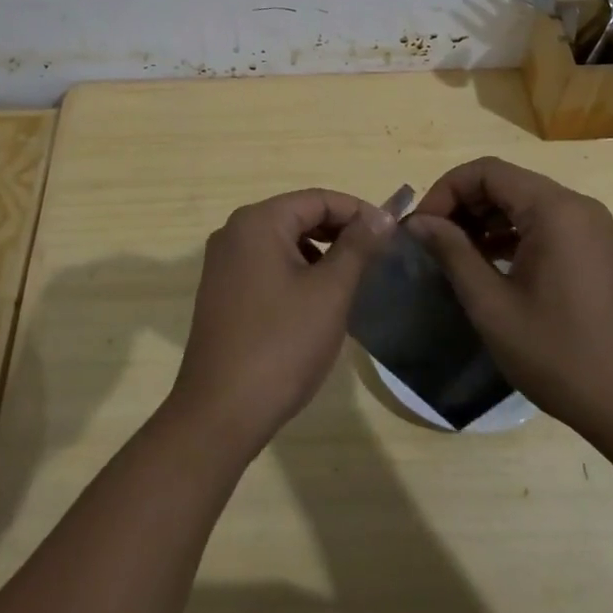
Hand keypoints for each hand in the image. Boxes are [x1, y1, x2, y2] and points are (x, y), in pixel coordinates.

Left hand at [166, 189, 394, 458]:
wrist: (220, 412)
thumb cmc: (282, 345)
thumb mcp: (329, 292)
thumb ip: (357, 247)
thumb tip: (381, 214)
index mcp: (257, 221)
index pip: (317, 199)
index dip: (358, 211)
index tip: (391, 234)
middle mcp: (234, 232)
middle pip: (298, 216)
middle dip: (339, 232)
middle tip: (377, 258)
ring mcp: (223, 263)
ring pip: (283, 242)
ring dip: (319, 253)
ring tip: (351, 281)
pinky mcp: (221, 291)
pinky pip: (266, 265)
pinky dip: (296, 272)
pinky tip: (316, 302)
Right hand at [405, 157, 612, 441]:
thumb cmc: (561, 356)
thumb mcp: (493, 306)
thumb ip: (452, 253)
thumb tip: (418, 222)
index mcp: (555, 209)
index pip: (486, 172)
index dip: (445, 191)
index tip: (420, 226)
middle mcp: (577, 207)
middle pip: (505, 183)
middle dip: (462, 205)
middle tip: (431, 240)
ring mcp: (592, 229)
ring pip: (523, 203)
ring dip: (484, 220)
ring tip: (453, 254)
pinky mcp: (596, 252)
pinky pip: (544, 225)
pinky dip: (510, 235)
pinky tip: (488, 266)